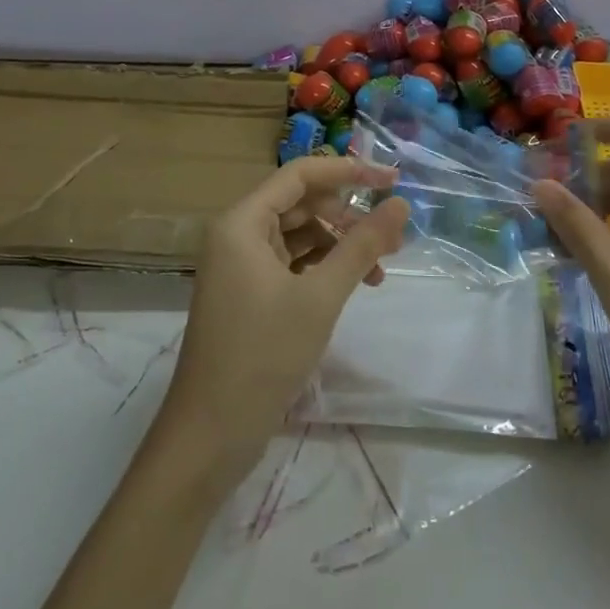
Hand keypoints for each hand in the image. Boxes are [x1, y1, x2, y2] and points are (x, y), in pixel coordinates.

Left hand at [156, 157, 409, 481]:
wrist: (210, 436)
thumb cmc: (263, 355)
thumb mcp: (321, 296)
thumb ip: (362, 246)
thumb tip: (399, 204)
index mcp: (242, 222)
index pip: (300, 175)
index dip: (347, 171)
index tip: (391, 180)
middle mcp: (237, 234)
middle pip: (301, 203)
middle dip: (348, 216)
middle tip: (393, 235)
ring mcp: (241, 265)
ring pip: (299, 235)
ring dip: (339, 244)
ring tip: (381, 268)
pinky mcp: (249, 293)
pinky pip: (291, 262)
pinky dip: (323, 267)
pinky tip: (353, 284)